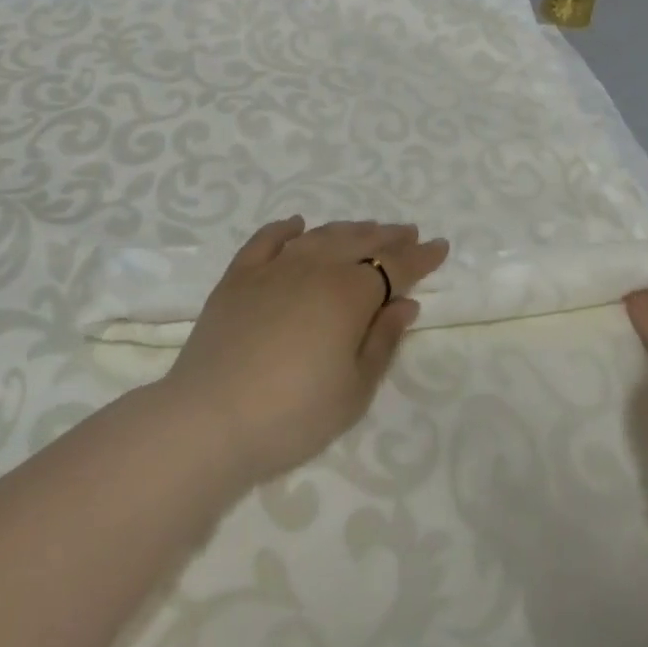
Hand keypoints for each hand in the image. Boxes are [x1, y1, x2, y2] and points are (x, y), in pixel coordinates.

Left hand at [163, 217, 450, 487]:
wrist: (207, 422)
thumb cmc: (292, 414)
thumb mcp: (354, 390)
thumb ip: (382, 341)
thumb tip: (405, 303)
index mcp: (349, 294)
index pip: (395, 267)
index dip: (421, 257)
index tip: (440, 247)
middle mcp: (315, 269)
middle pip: (360, 242)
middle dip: (389, 237)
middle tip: (409, 233)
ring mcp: (273, 269)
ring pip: (319, 237)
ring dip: (348, 229)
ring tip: (367, 228)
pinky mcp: (237, 278)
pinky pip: (266, 241)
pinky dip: (285, 229)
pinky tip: (296, 224)